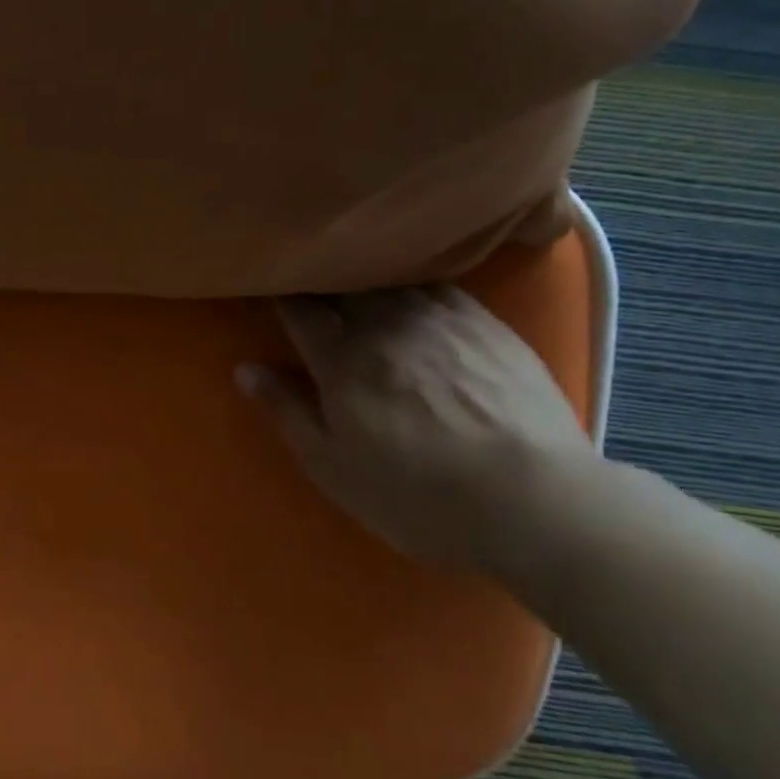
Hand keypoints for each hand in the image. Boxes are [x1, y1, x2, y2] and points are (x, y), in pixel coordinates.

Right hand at [237, 287, 595, 570]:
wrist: (534, 500)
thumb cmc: (417, 494)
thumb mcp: (333, 467)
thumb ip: (287, 411)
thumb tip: (245, 369)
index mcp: (342, 358)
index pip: (298, 308)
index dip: (279, 295)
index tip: (269, 289)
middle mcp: (386, 324)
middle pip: (342, 285)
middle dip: (319, 281)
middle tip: (308, 282)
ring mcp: (441, 318)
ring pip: (390, 279)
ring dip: (364, 277)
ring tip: (355, 277)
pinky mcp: (487, 324)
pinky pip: (438, 286)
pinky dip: (413, 283)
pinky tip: (413, 290)